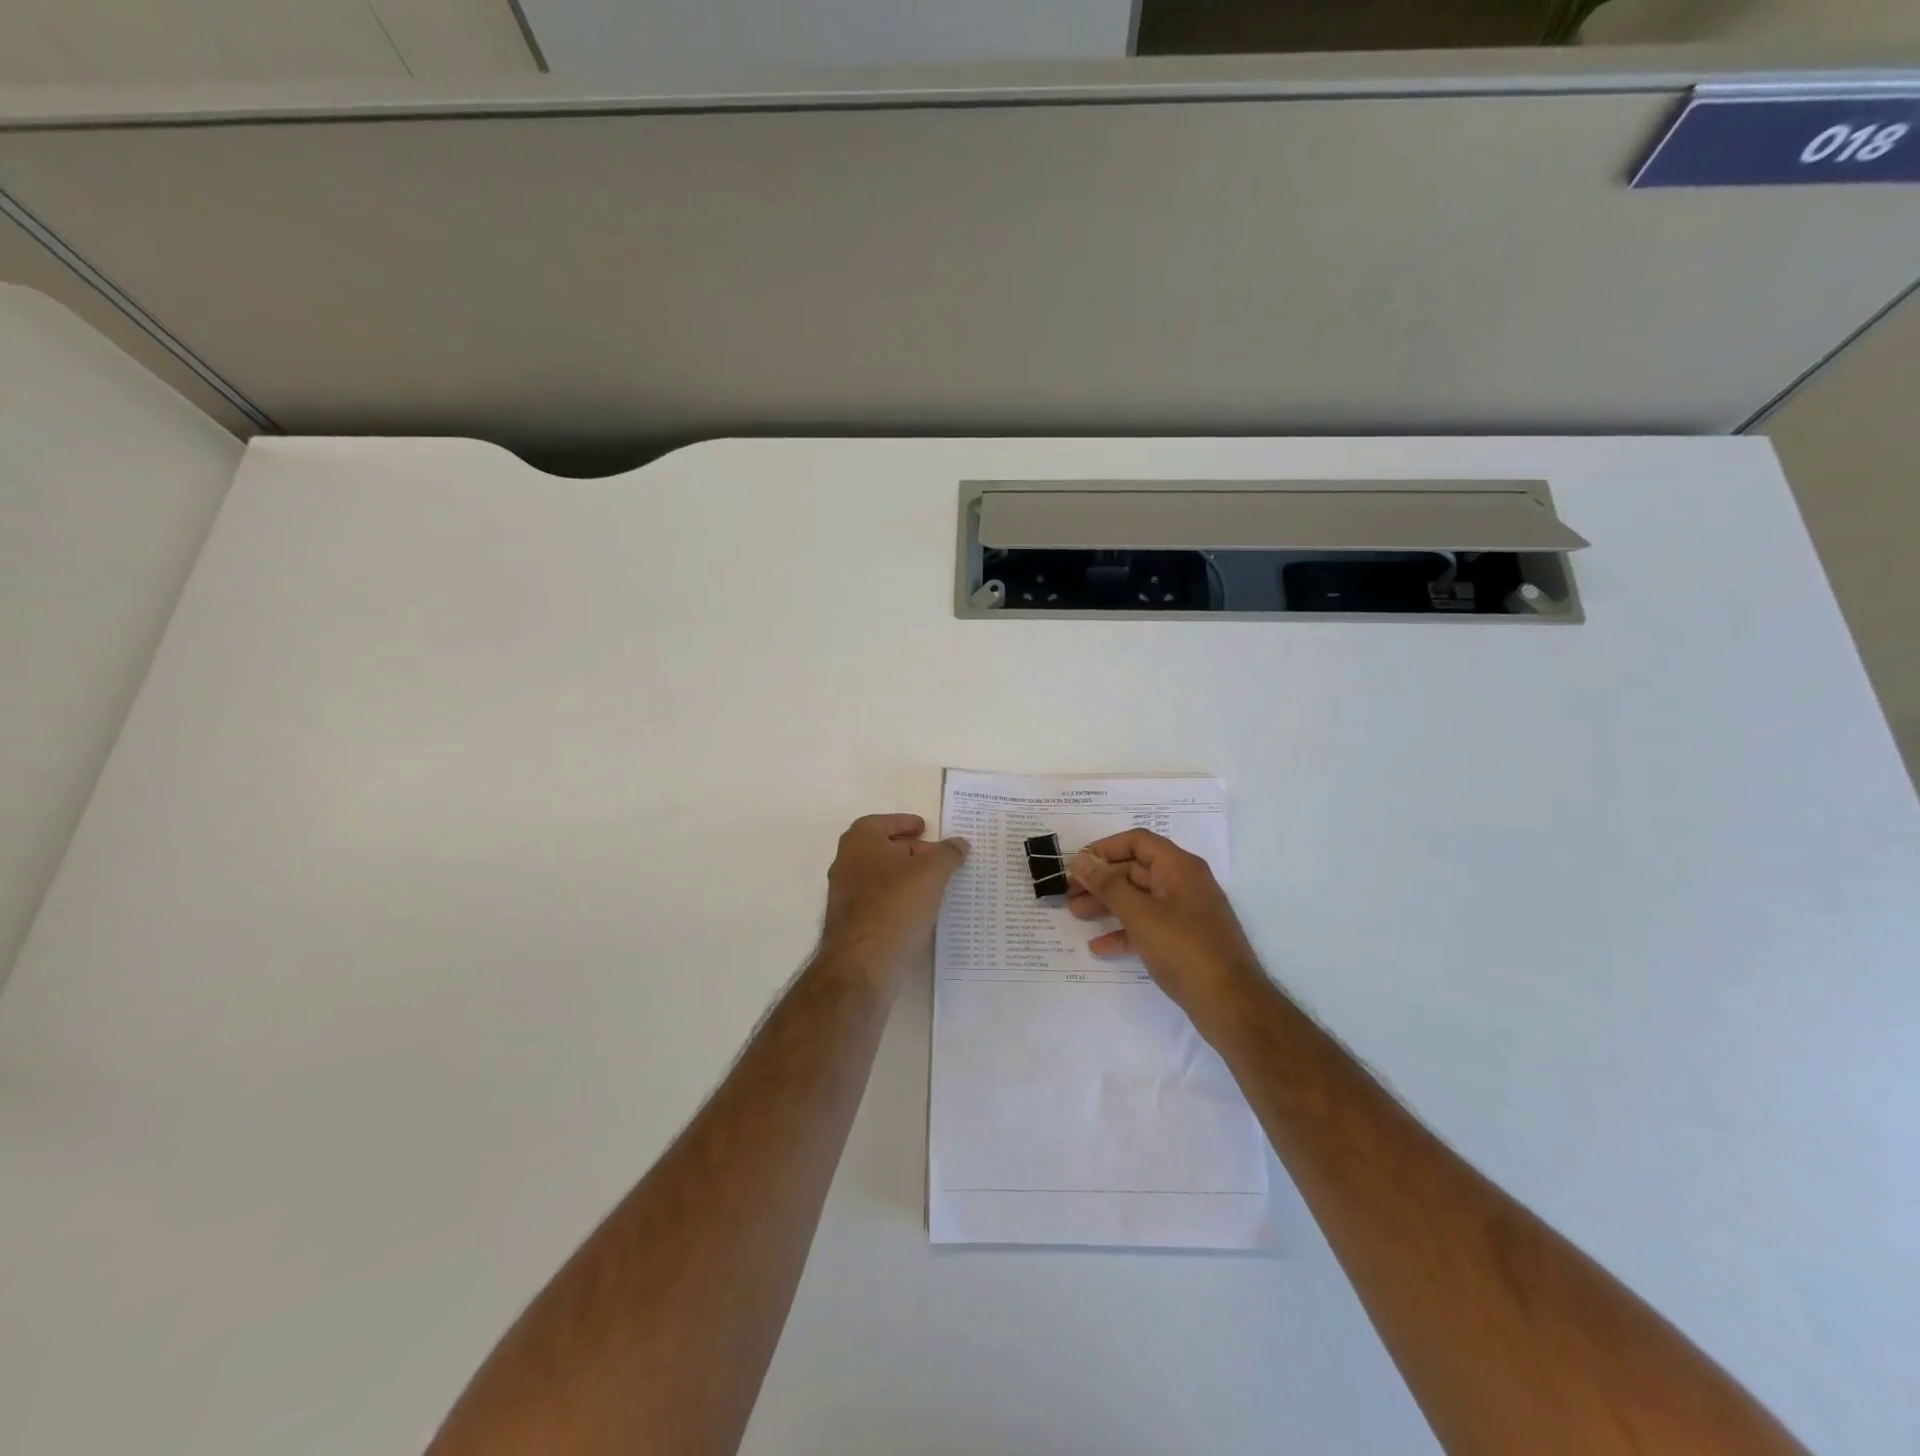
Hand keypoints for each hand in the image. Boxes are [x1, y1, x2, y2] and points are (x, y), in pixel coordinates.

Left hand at [820, 814, 968, 979]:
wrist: (862, 962)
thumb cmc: (895, 904)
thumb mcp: (931, 873)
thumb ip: (948, 854)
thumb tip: (960, 843)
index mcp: (860, 842)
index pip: (881, 822)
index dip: (904, 822)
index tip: (924, 828)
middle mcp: (846, 863)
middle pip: (880, 848)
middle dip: (909, 850)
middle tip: (936, 857)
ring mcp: (845, 895)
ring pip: (879, 876)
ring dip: (904, 876)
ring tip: (933, 883)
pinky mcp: (851, 922)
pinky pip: (878, 900)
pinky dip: (897, 898)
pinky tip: (918, 909)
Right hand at [1068, 829, 1267, 1029]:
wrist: (1232, 1005)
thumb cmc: (1185, 950)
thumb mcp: (1140, 915)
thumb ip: (1108, 885)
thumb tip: (1083, 860)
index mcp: (1179, 867)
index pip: (1137, 841)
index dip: (1105, 848)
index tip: (1077, 865)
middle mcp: (1184, 883)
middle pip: (1136, 869)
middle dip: (1101, 879)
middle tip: (1069, 893)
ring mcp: (1186, 912)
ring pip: (1140, 898)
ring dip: (1108, 904)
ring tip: (1077, 914)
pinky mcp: (1185, 940)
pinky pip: (1149, 925)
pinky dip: (1124, 931)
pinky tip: (1100, 946)